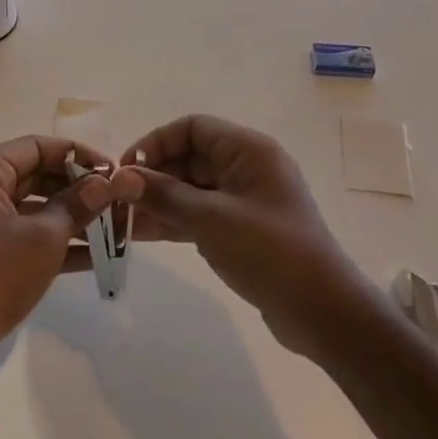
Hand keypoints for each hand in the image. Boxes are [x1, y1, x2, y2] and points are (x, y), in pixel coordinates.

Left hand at [0, 135, 143, 385]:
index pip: (34, 147)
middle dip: (75, 188)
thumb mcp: (45, 236)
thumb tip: (105, 184)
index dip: (75, 154)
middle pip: (32, 176)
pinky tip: (93, 256)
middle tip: (113, 200)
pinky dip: (53, 243)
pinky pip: (22, 237)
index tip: (109, 169)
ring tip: (112, 227)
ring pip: (30, 210)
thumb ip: (77, 205)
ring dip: (69, 217)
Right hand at [122, 115, 378, 362]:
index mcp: (248, 150)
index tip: (125, 170)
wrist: (321, 311)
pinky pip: (200, 214)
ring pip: (191, 189)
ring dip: (158, 202)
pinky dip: (174, 221)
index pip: (193, 128)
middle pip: (189, 158)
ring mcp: (245, 200)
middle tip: (116, 200)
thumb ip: (164, 195)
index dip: (156, 143)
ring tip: (120, 222)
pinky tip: (142, 235)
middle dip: (152, 177)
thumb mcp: (211, 219)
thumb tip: (122, 178)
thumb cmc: (269, 251)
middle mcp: (247, 167)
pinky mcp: (243, 230)